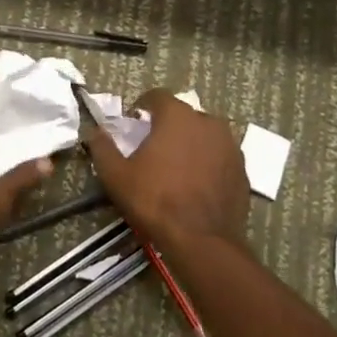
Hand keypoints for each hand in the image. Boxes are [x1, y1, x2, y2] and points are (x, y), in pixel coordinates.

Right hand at [83, 91, 248, 248]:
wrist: (203, 240)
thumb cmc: (155, 201)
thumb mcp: (116, 176)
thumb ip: (102, 148)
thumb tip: (94, 132)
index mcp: (177, 116)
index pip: (157, 96)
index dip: (142, 106)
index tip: (133, 124)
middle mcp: (208, 122)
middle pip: (183, 114)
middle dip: (167, 125)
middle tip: (152, 148)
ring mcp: (230, 145)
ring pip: (204, 134)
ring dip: (189, 142)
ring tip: (176, 166)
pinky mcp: (242, 169)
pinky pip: (219, 156)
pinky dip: (207, 162)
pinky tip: (196, 183)